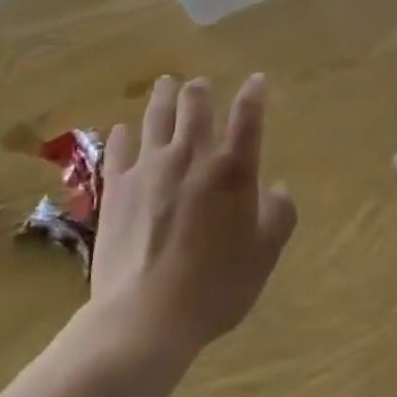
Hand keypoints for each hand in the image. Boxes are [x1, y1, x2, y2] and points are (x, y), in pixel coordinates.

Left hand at [90, 74, 296, 361]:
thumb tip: (279, 188)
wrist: (147, 316)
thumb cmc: (215, 286)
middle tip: (200, 85)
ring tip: (166, 83)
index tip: (257, 81)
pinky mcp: (117, 185)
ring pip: (157, 114)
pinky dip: (122, 135)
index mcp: (232, 167)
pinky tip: (122, 130)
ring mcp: (150, 166)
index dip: (254, 93)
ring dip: (164, 95)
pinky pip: (118, 148)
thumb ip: (279, 215)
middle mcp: (191, 154)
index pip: (247, 115)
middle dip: (200, 90)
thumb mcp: (264, 255)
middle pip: (195, 104)